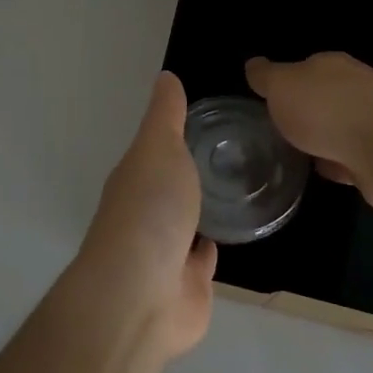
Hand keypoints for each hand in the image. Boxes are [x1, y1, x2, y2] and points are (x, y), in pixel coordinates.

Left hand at [69, 72, 214, 357]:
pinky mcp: (187, 286)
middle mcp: (146, 214)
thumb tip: (165, 76)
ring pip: (186, 224)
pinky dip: (210, 249)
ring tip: (237, 190)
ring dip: (202, 211)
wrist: (142, 296)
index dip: (174, 136)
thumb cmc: (150, 211)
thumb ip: (166, 116)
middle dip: (189, 175)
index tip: (205, 120)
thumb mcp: (159, 148)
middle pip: (169, 188)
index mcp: (135, 179)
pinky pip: (201, 261)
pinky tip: (230, 234)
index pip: (155, 151)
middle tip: (231, 154)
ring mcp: (165, 253)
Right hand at [245, 53, 372, 210]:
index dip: (287, 83)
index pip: (306, 68)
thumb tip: (253, 64)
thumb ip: (266, 77)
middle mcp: (356, 88)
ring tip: (300, 155)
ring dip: (324, 141)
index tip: (271, 102)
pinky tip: (326, 174)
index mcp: (331, 66)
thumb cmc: (325, 110)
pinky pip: (352, 158)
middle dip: (307, 113)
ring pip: (340, 129)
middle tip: (281, 131)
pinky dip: (340, 166)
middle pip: (325, 98)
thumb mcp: (281, 86)